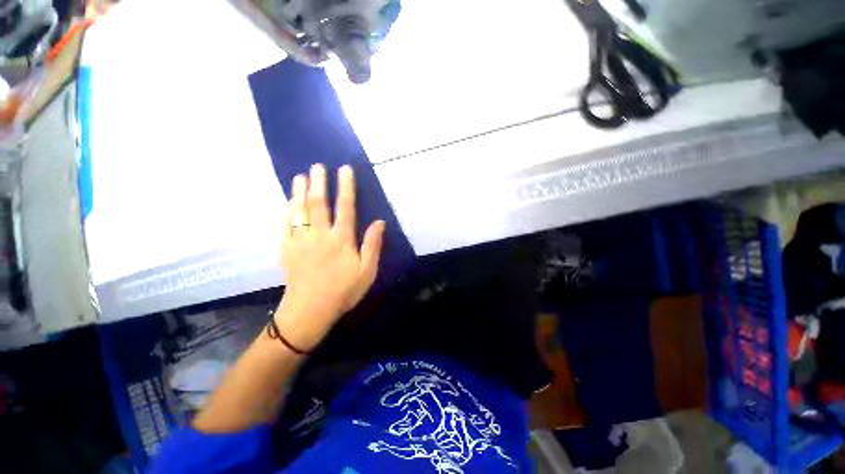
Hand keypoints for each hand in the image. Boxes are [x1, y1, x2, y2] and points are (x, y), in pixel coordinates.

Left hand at [276, 164, 384, 350]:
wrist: (310, 311)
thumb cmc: (343, 291)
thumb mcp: (367, 271)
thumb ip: (372, 245)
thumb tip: (380, 222)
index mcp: (341, 239)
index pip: (345, 207)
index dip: (345, 187)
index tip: (344, 170)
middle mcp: (320, 235)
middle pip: (318, 203)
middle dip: (318, 183)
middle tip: (317, 166)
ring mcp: (300, 241)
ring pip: (299, 211)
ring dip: (299, 192)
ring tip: (300, 177)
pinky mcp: (287, 249)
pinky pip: (285, 225)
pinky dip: (287, 211)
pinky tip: (288, 203)